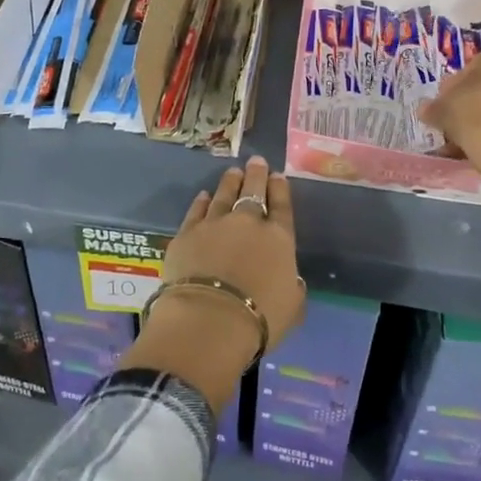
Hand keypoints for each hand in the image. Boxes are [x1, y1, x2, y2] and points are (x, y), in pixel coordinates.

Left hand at [160, 155, 306, 351]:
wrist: (209, 319)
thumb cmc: (260, 319)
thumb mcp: (292, 307)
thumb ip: (293, 287)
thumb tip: (291, 279)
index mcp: (279, 239)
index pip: (281, 206)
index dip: (280, 189)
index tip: (277, 175)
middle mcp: (248, 223)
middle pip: (253, 191)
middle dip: (256, 175)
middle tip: (256, 161)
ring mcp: (214, 224)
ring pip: (223, 194)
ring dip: (230, 182)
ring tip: (233, 172)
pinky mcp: (187, 233)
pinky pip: (196, 211)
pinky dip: (201, 202)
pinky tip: (203, 196)